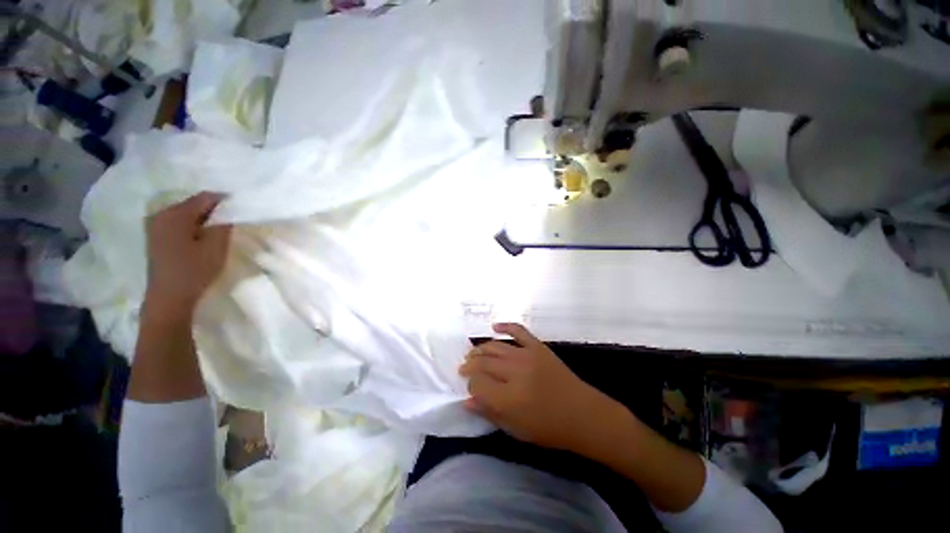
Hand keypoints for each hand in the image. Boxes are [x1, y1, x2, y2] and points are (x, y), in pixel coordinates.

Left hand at [145, 192, 231, 316]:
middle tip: (231, 221)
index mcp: (175, 214)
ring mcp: (155, 226)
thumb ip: (223, 225)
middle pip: (193, 204)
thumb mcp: (217, 246)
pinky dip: (192, 226)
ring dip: (203, 219)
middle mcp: (161, 214)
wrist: (168, 297)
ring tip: (218, 230)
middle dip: (213, 210)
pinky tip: (201, 238)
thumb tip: (228, 211)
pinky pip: (178, 223)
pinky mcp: (155, 237)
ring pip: (185, 214)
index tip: (241, 209)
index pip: (205, 197)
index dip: (225, 201)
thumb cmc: (194, 270)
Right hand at [460, 323, 622, 453]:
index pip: (477, 383)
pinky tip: (493, 327)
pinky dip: (504, 326)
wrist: (582, 414)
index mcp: (508, 398)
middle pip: (483, 362)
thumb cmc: (549, 428)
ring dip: (480, 349)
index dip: (470, 384)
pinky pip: (518, 330)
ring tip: (473, 354)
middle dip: (470, 365)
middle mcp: (515, 372)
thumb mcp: (515, 429)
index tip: (469, 387)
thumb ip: (489, 412)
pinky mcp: (538, 346)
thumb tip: (467, 400)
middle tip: (464, 368)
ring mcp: (527, 355)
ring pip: (494, 346)